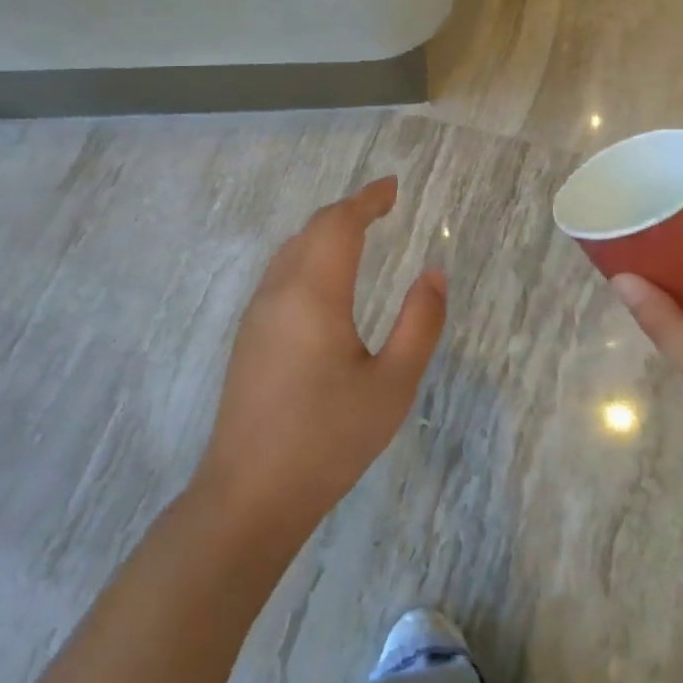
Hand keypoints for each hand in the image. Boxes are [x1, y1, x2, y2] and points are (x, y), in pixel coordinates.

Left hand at [196, 177, 445, 537]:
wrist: (248, 496)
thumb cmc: (329, 439)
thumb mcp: (392, 384)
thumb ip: (420, 323)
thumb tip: (434, 273)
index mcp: (314, 293)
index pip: (340, 224)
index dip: (367, 199)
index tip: (392, 187)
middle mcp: (279, 291)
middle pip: (313, 230)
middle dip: (348, 211)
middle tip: (382, 205)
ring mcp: (257, 314)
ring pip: (292, 250)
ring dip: (325, 231)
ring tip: (358, 232)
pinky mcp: (248, 337)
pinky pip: (281, 273)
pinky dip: (309, 254)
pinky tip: (324, 277)